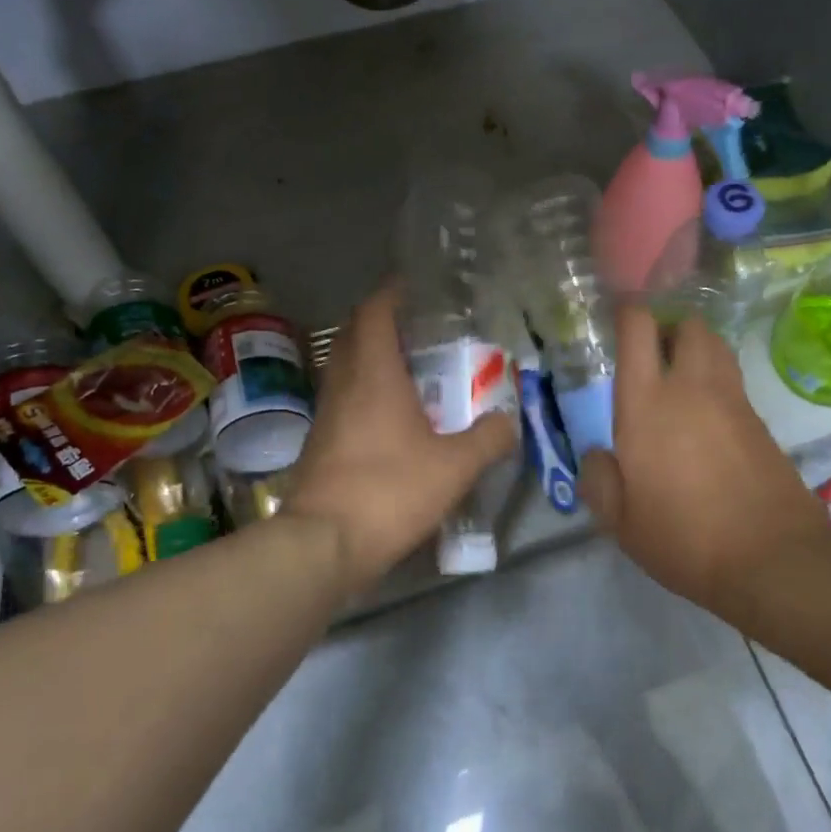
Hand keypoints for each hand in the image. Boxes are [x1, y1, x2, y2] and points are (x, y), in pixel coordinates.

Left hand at [288, 284, 516, 590]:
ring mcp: (327, 413)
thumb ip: (489, 439)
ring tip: (413, 369)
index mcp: (373, 374)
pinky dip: (366, 391)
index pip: (375, 312)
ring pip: (347, 367)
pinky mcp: (320, 442)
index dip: (393, 293)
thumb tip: (509, 421)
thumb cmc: (390, 490)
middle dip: (383, 322)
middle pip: (355, 334)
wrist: (323, 544)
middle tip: (421, 328)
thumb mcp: (455, 466)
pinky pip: (344, 398)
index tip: (416, 287)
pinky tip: (393, 416)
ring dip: (374, 358)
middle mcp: (344, 384)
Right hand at [579, 307, 830, 606]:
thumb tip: (598, 455)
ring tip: (680, 384)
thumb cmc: (684, 538)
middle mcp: (691, 387)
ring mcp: (732, 400)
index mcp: (647, 402)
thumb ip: (599, 480)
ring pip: (716, 347)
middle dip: (669, 329)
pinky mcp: (761, 421)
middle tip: (652, 359)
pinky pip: (733, 381)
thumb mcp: (620, 522)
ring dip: (696, 351)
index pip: (639, 328)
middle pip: (687, 324)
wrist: (773, 558)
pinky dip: (717, 384)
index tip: (616, 322)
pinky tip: (707, 421)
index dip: (627, 314)